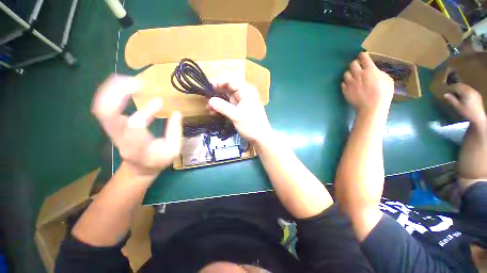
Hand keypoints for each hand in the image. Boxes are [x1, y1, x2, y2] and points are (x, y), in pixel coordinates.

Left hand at [92, 75, 181, 176]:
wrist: (138, 168)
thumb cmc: (158, 160)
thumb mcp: (173, 150)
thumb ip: (175, 132)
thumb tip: (177, 112)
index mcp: (137, 146)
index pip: (134, 125)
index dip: (146, 111)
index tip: (160, 102)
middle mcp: (119, 137)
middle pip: (106, 112)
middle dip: (119, 92)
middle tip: (137, 82)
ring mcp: (111, 130)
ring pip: (101, 106)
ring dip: (112, 89)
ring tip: (130, 79)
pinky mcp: (111, 125)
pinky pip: (103, 106)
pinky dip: (109, 92)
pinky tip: (122, 85)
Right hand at [207, 80, 271, 142]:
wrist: (261, 138)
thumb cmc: (251, 125)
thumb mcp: (236, 116)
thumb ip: (223, 107)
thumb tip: (210, 100)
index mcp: (246, 91)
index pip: (231, 81)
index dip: (218, 82)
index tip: (208, 87)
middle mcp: (244, 94)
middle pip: (228, 89)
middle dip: (217, 94)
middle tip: (206, 99)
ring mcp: (242, 103)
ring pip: (227, 98)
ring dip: (218, 102)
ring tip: (208, 108)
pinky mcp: (240, 110)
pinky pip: (229, 106)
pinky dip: (222, 109)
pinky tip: (214, 113)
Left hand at [341, 52, 393, 115]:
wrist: (371, 106)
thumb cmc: (383, 93)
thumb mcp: (387, 79)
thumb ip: (379, 73)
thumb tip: (374, 71)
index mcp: (370, 70)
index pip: (364, 58)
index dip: (363, 55)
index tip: (362, 55)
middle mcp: (358, 74)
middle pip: (352, 64)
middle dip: (355, 63)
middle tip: (357, 66)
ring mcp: (350, 82)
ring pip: (346, 73)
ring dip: (349, 73)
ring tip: (352, 76)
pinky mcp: (345, 90)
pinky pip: (343, 83)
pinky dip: (346, 82)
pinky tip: (349, 84)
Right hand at [444, 83, 486, 125]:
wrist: (478, 118)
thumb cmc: (467, 113)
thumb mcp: (457, 107)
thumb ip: (451, 100)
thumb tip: (445, 94)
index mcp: (466, 92)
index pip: (456, 87)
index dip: (450, 88)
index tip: (445, 91)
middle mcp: (471, 90)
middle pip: (461, 86)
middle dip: (455, 87)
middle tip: (449, 91)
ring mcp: (475, 92)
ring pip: (465, 87)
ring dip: (460, 89)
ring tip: (455, 93)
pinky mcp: (477, 95)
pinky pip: (469, 90)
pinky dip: (464, 91)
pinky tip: (463, 95)